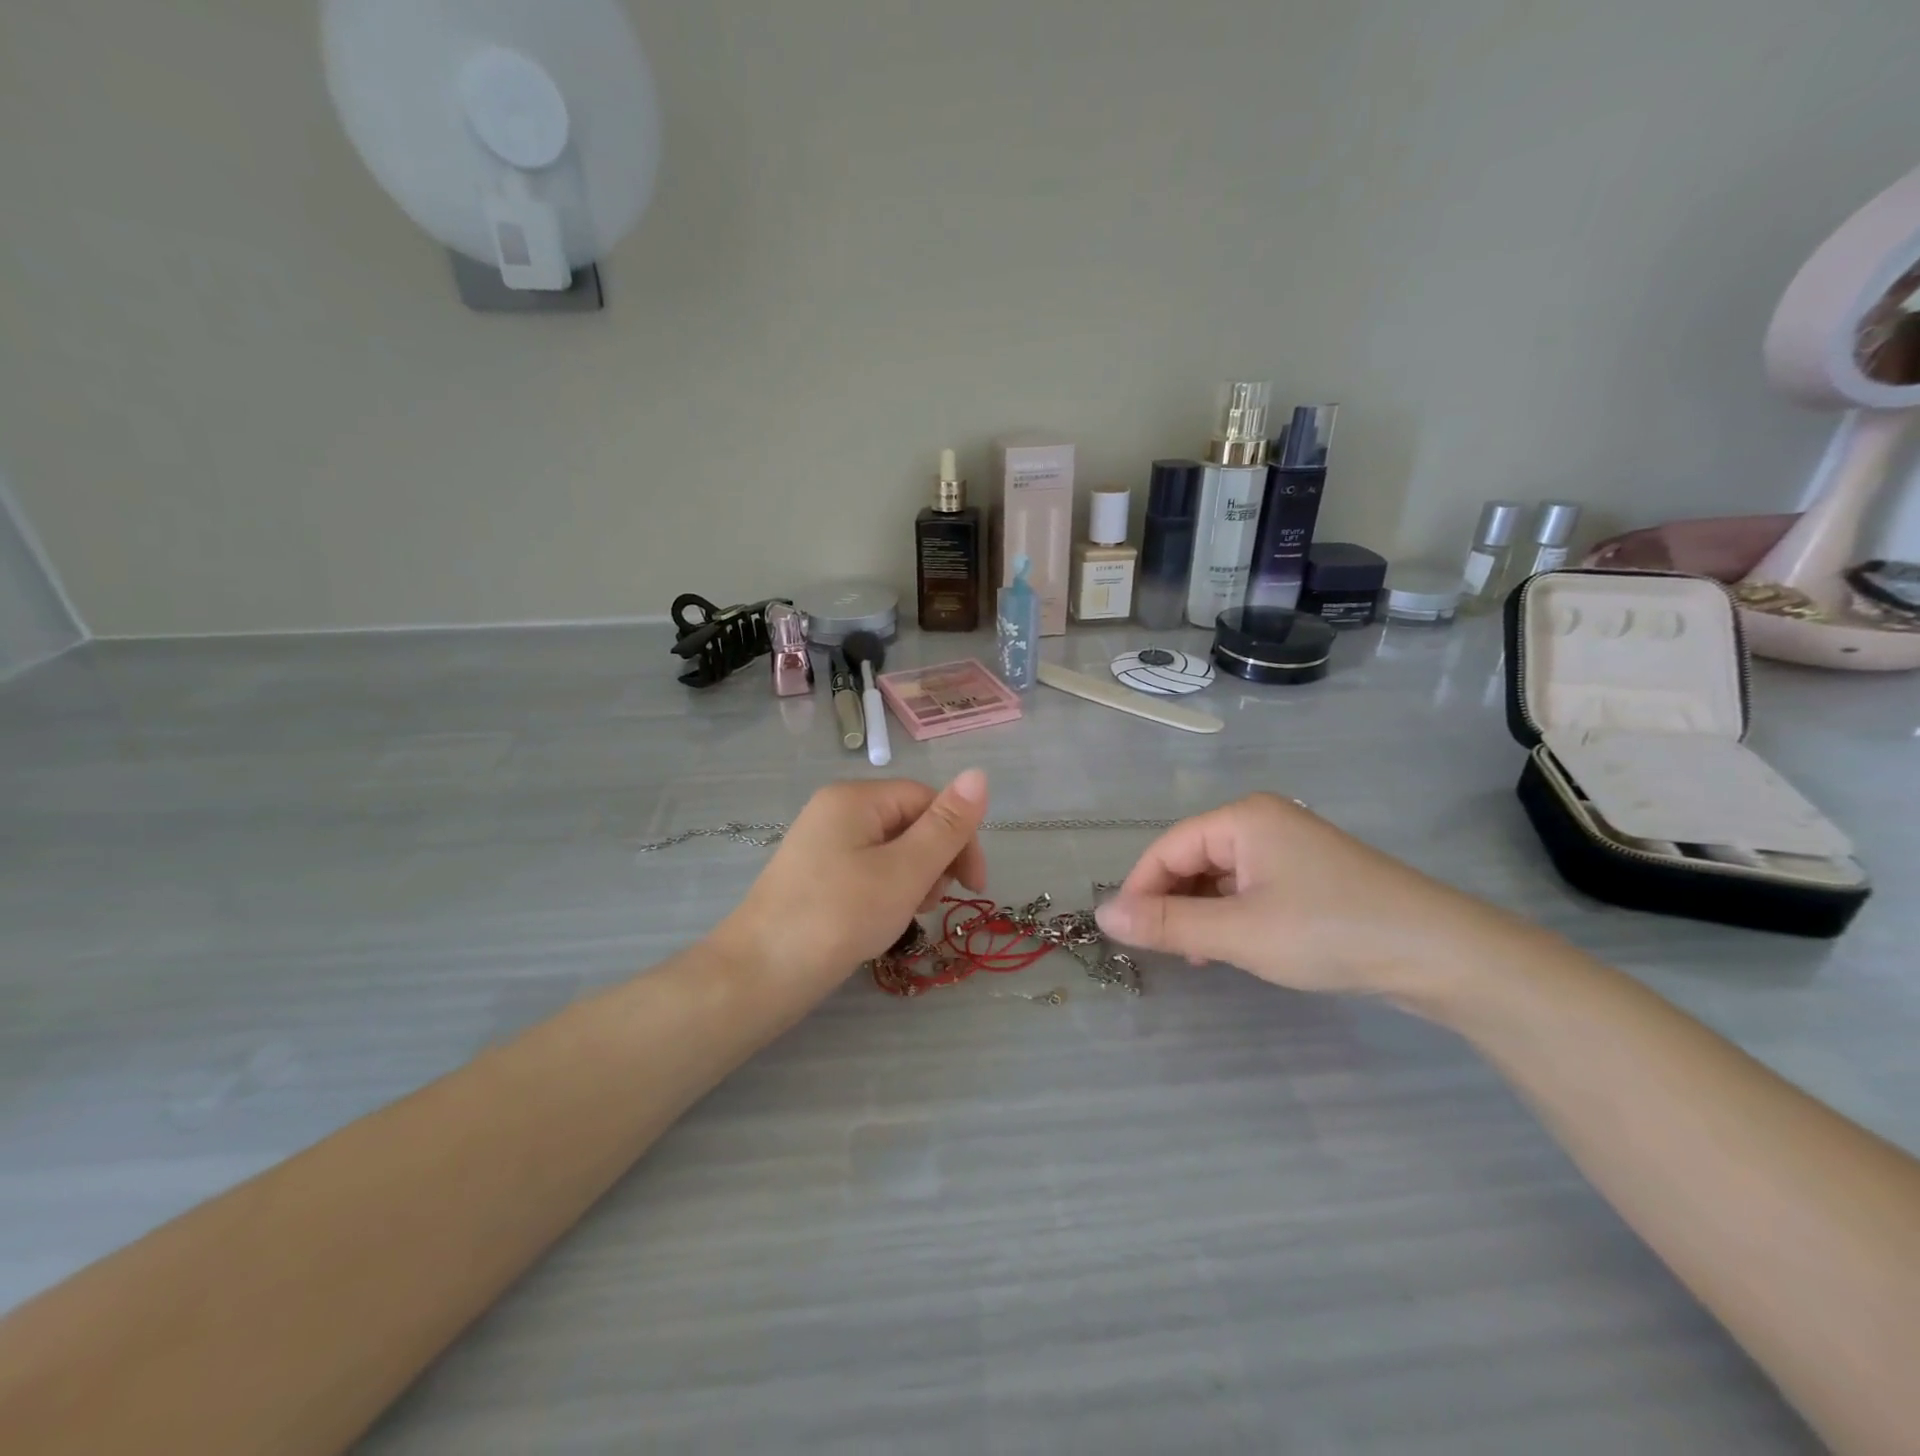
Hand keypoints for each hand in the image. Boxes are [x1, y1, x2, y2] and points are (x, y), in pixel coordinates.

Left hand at [714, 770, 989, 986]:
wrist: (758, 975)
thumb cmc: (839, 917)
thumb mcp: (905, 871)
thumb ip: (946, 826)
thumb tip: (980, 773)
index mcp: (856, 798)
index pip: (927, 799)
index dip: (959, 837)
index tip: (973, 887)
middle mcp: (836, 810)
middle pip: (909, 822)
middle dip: (934, 861)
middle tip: (931, 904)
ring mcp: (822, 843)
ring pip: (891, 850)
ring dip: (913, 879)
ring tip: (906, 915)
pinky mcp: (815, 874)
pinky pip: (867, 870)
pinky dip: (886, 891)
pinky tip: (882, 921)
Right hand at [1095, 793, 1529, 1009]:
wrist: (1440, 954)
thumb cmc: (1329, 932)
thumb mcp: (1239, 932)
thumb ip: (1167, 924)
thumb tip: (1103, 915)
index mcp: (1243, 818)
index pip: (1168, 847)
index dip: (1140, 889)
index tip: (1125, 935)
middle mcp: (1263, 821)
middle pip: (1193, 858)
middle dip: (1172, 902)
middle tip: (1165, 950)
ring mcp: (1290, 847)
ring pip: (1221, 876)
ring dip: (1201, 913)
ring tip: (1198, 955)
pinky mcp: (1311, 875)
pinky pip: (1251, 888)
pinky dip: (1232, 915)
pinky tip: (1234, 947)